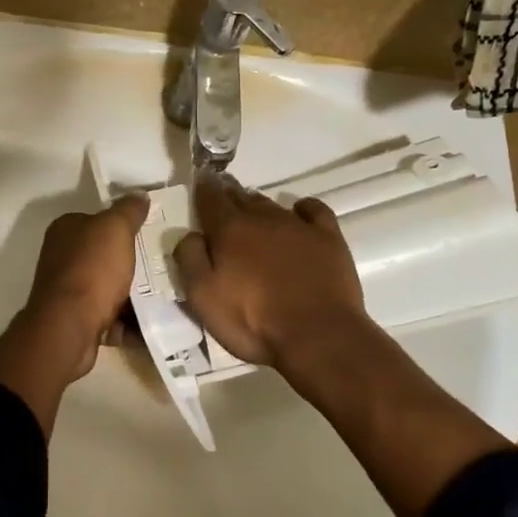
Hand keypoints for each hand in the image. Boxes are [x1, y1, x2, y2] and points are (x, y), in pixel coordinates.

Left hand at [0, 196, 149, 434]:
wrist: (69, 328)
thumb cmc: (91, 270)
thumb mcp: (114, 229)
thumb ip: (128, 210)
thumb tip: (139, 195)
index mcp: (66, 230)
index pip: (98, 220)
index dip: (124, 226)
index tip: (151, 233)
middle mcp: (62, 258)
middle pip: (106, 255)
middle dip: (133, 262)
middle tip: (164, 266)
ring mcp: (68, 291)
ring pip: (110, 287)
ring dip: (134, 293)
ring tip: (165, 295)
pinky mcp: (77, 320)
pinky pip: (110, 316)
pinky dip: (128, 321)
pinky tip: (152, 322)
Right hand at [174, 172, 367, 367]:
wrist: (317, 335)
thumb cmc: (253, 320)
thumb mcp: (202, 297)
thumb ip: (189, 259)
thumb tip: (191, 234)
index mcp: (230, 230)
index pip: (211, 199)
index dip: (204, 189)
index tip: (201, 181)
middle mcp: (263, 218)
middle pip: (242, 198)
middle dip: (230, 194)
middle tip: (223, 194)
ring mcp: (298, 226)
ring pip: (272, 205)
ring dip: (259, 205)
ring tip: (252, 209)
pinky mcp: (328, 238)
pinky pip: (314, 210)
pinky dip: (303, 208)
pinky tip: (299, 212)